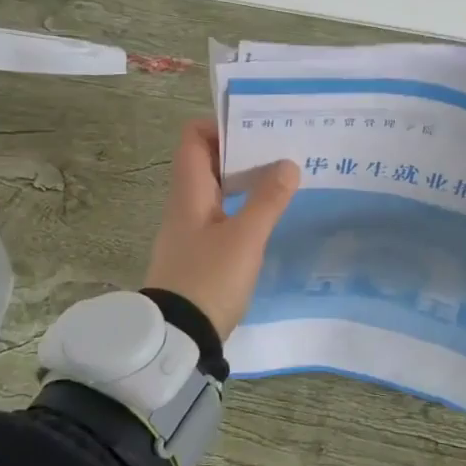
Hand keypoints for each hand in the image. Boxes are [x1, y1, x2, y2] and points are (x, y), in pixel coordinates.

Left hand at [143, 119, 299, 337]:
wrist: (178, 339)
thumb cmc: (208, 279)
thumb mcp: (245, 238)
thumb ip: (268, 199)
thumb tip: (288, 164)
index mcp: (189, 191)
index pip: (194, 138)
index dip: (221, 126)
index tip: (256, 129)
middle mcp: (185, 204)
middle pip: (208, 161)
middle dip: (243, 151)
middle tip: (281, 151)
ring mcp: (190, 229)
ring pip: (217, 189)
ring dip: (245, 180)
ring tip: (282, 179)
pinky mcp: (199, 252)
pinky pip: (221, 214)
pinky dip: (243, 206)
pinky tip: (268, 216)